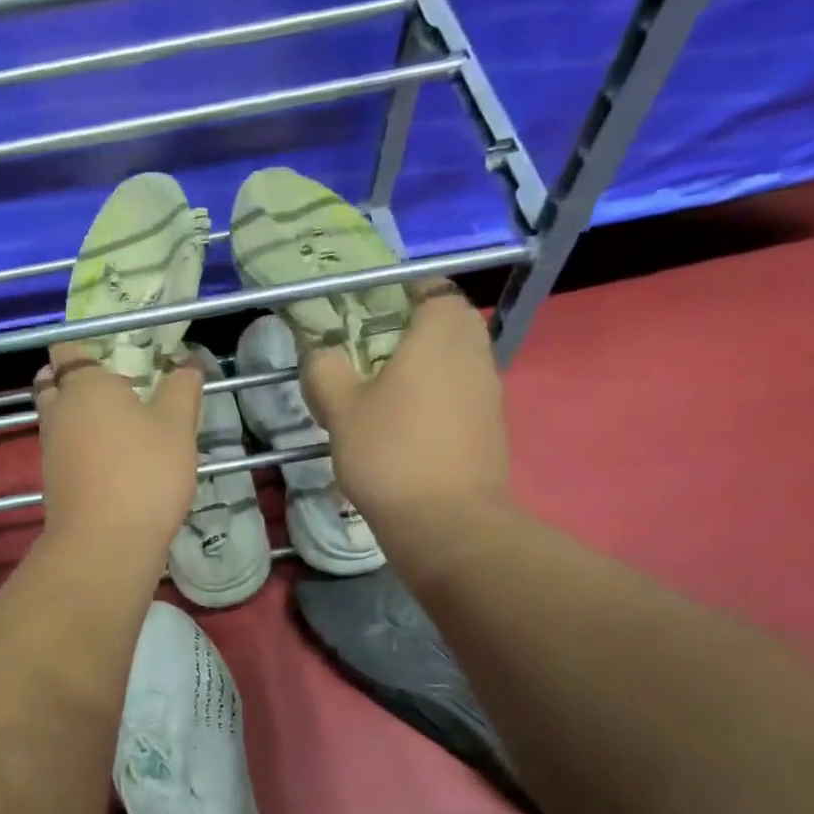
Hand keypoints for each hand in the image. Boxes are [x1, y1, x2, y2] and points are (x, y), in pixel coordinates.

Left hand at [34, 341, 201, 561]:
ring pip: (55, 418)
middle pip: (51, 382)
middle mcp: (58, 410)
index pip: (67, 350)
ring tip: (116, 423)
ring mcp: (50, 447)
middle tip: (110, 388)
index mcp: (85, 385)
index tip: (109, 354)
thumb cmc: (145, 473)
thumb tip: (186, 364)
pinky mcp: (52, 480)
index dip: (82, 348)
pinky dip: (78, 446)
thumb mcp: (178, 426)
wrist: (106, 543)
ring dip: (75, 415)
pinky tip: (110, 458)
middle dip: (72, 380)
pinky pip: (61, 449)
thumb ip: (182, 389)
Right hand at [301, 281, 509, 532]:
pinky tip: (406, 426)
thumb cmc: (390, 453)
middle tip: (373, 351)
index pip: (434, 290)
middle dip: (416, 330)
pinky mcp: (491, 428)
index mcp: (440, 335)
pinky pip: (462, 395)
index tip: (373, 310)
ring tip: (385, 391)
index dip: (405, 293)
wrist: (446, 522)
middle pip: (450, 324)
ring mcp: (489, 393)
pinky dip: (438, 398)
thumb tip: (322, 353)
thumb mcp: (340, 409)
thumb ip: (326, 370)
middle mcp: (474, 354)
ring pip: (458, 361)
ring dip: (427, 367)